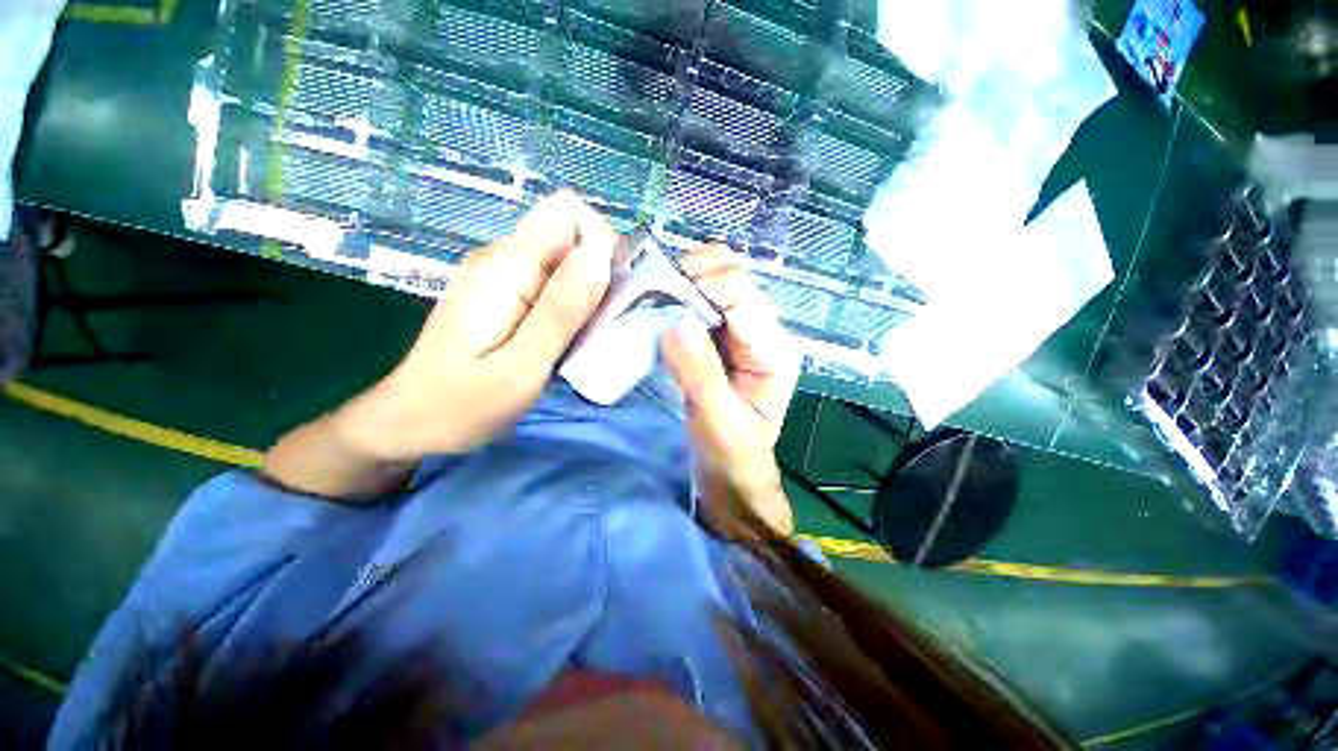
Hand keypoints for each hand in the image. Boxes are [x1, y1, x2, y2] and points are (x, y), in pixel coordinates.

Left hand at [334, 191, 618, 460]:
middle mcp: (503, 258)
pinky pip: (553, 283)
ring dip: (590, 293)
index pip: (568, 212)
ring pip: (566, 261)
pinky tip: (568, 339)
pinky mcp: (505, 295)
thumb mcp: (521, 366)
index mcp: (505, 267)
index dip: (601, 243)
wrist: (410, 423)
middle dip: (600, 273)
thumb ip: (561, 310)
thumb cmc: (462, 405)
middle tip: (602, 325)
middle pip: (571, 235)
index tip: (612, 292)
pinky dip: (573, 305)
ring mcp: (503, 276)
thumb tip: (600, 256)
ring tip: (587, 338)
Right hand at [661, 244, 801, 533]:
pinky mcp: (719, 338)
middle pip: (731, 275)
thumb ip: (700, 374)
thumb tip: (675, 321)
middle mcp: (763, 330)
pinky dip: (676, 295)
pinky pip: (698, 300)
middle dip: (691, 275)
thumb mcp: (717, 422)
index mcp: (774, 349)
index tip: (660, 298)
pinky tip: (656, 307)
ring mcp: (740, 331)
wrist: (733, 475)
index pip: (742, 294)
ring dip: (681, 282)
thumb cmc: (732, 456)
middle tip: (652, 295)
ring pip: (714, 281)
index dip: (702, 286)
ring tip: (650, 299)